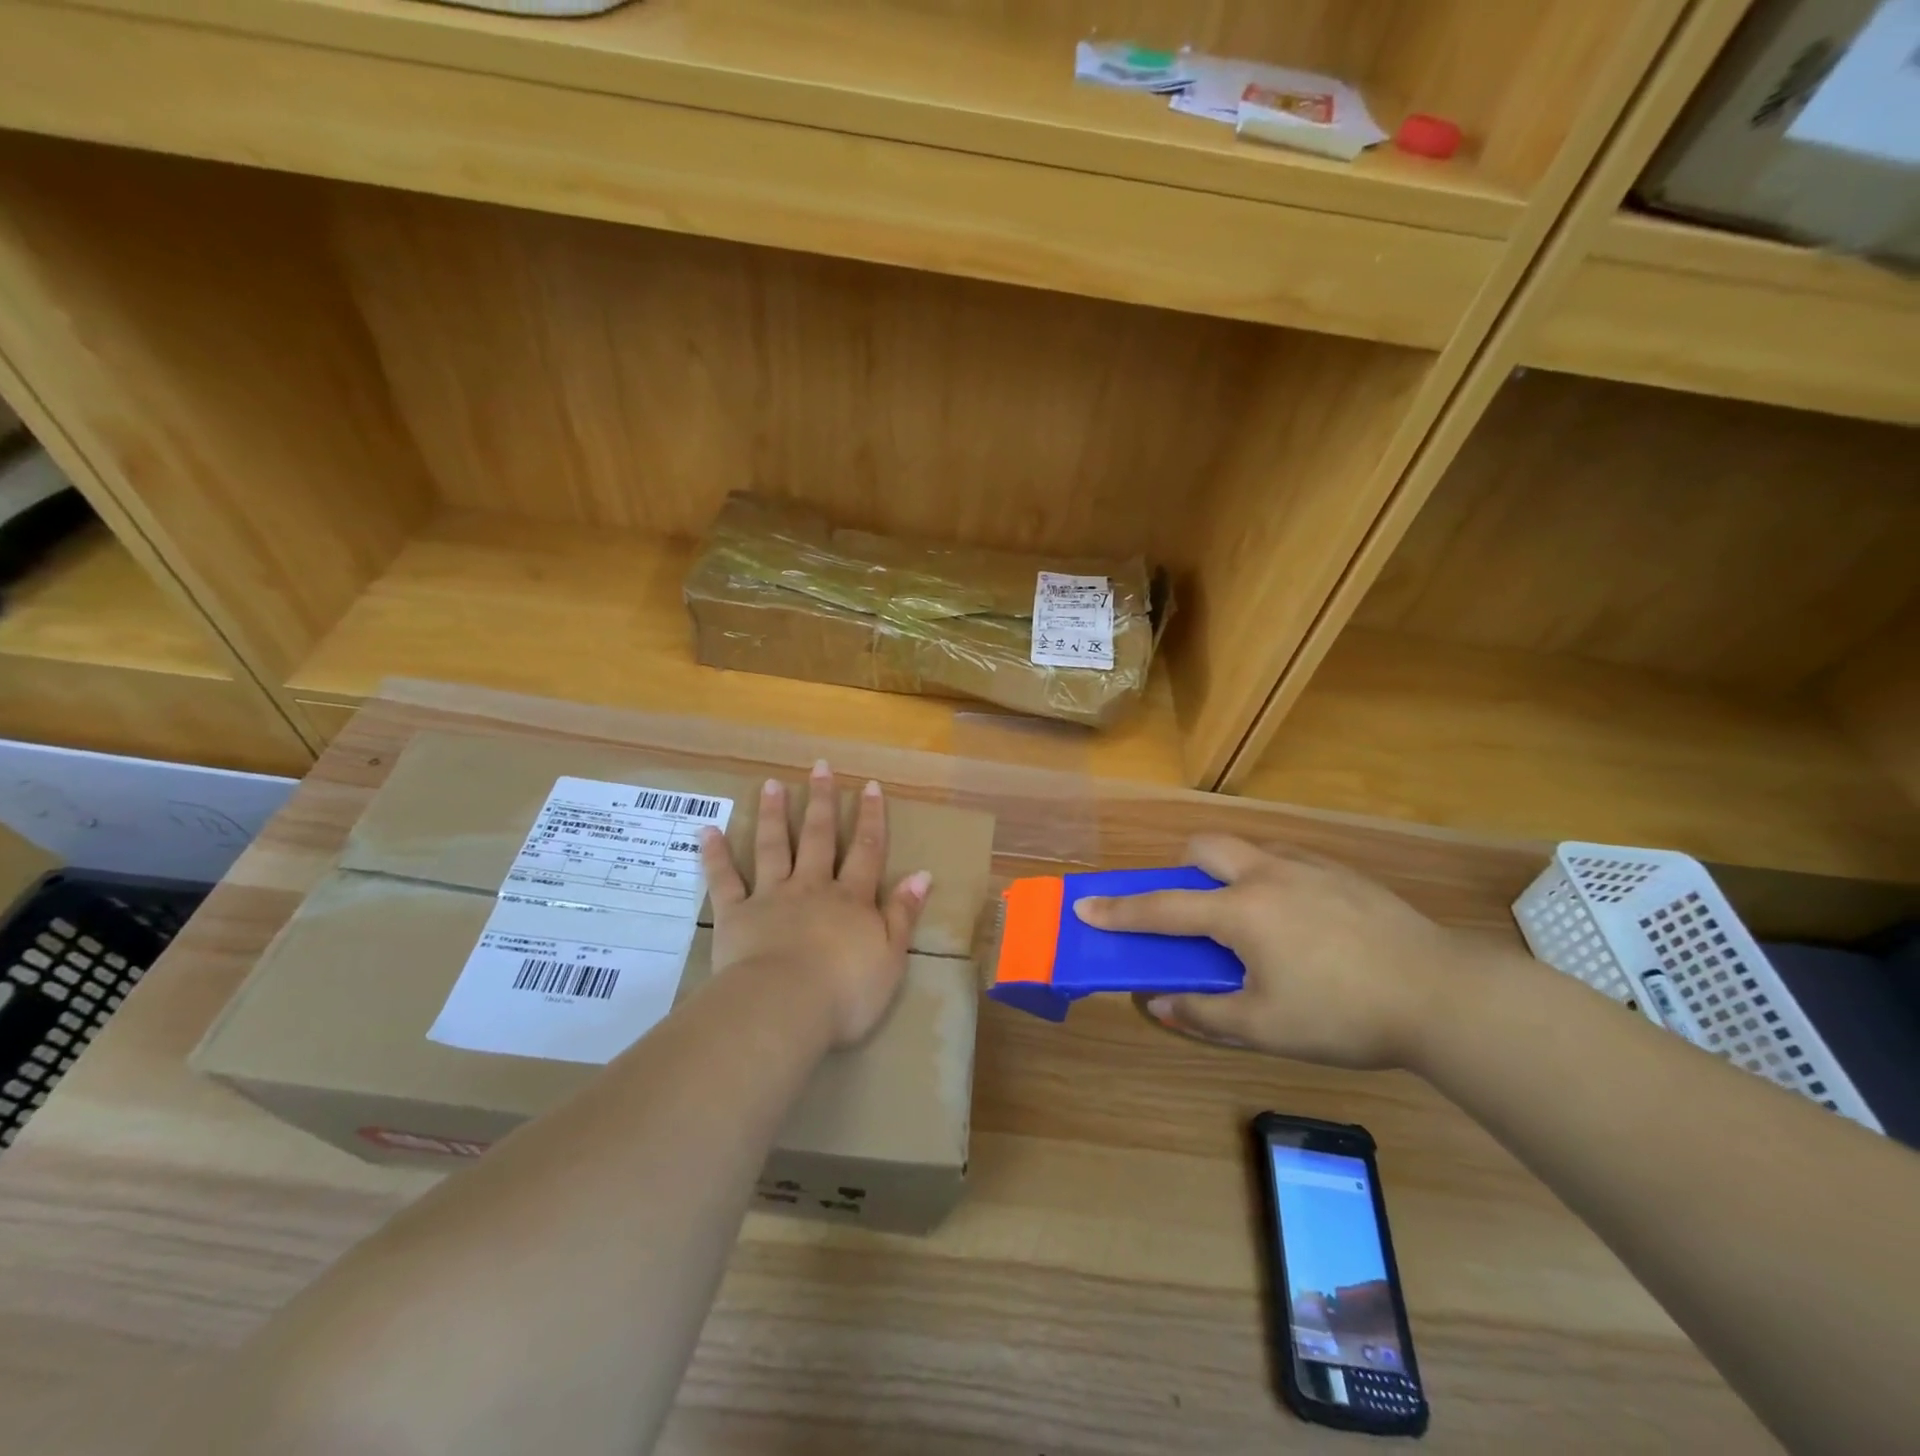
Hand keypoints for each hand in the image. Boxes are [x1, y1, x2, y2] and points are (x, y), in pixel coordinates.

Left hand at [700, 759, 931, 1048]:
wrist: (785, 1006)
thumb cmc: (846, 990)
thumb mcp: (891, 956)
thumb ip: (904, 914)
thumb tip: (922, 874)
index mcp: (851, 899)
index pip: (867, 851)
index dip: (871, 818)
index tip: (869, 785)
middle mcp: (812, 887)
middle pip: (819, 837)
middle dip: (821, 801)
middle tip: (820, 767)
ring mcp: (771, 897)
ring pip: (773, 847)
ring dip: (773, 814)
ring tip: (772, 784)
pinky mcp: (735, 914)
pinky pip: (724, 880)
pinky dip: (715, 855)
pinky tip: (707, 831)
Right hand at [1073, 834, 1497, 1069]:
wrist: (1444, 994)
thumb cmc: (1344, 1015)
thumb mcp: (1265, 1028)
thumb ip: (1203, 1013)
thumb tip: (1157, 1004)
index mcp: (1241, 911)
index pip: (1163, 908)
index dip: (1119, 910)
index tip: (1085, 906)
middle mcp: (1267, 875)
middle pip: (1204, 848)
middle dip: (1181, 870)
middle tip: (1193, 910)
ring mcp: (1309, 867)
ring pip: (1248, 849)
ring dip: (1228, 873)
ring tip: (1251, 920)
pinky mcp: (1344, 873)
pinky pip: (1287, 861)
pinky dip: (1270, 879)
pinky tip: (1301, 922)